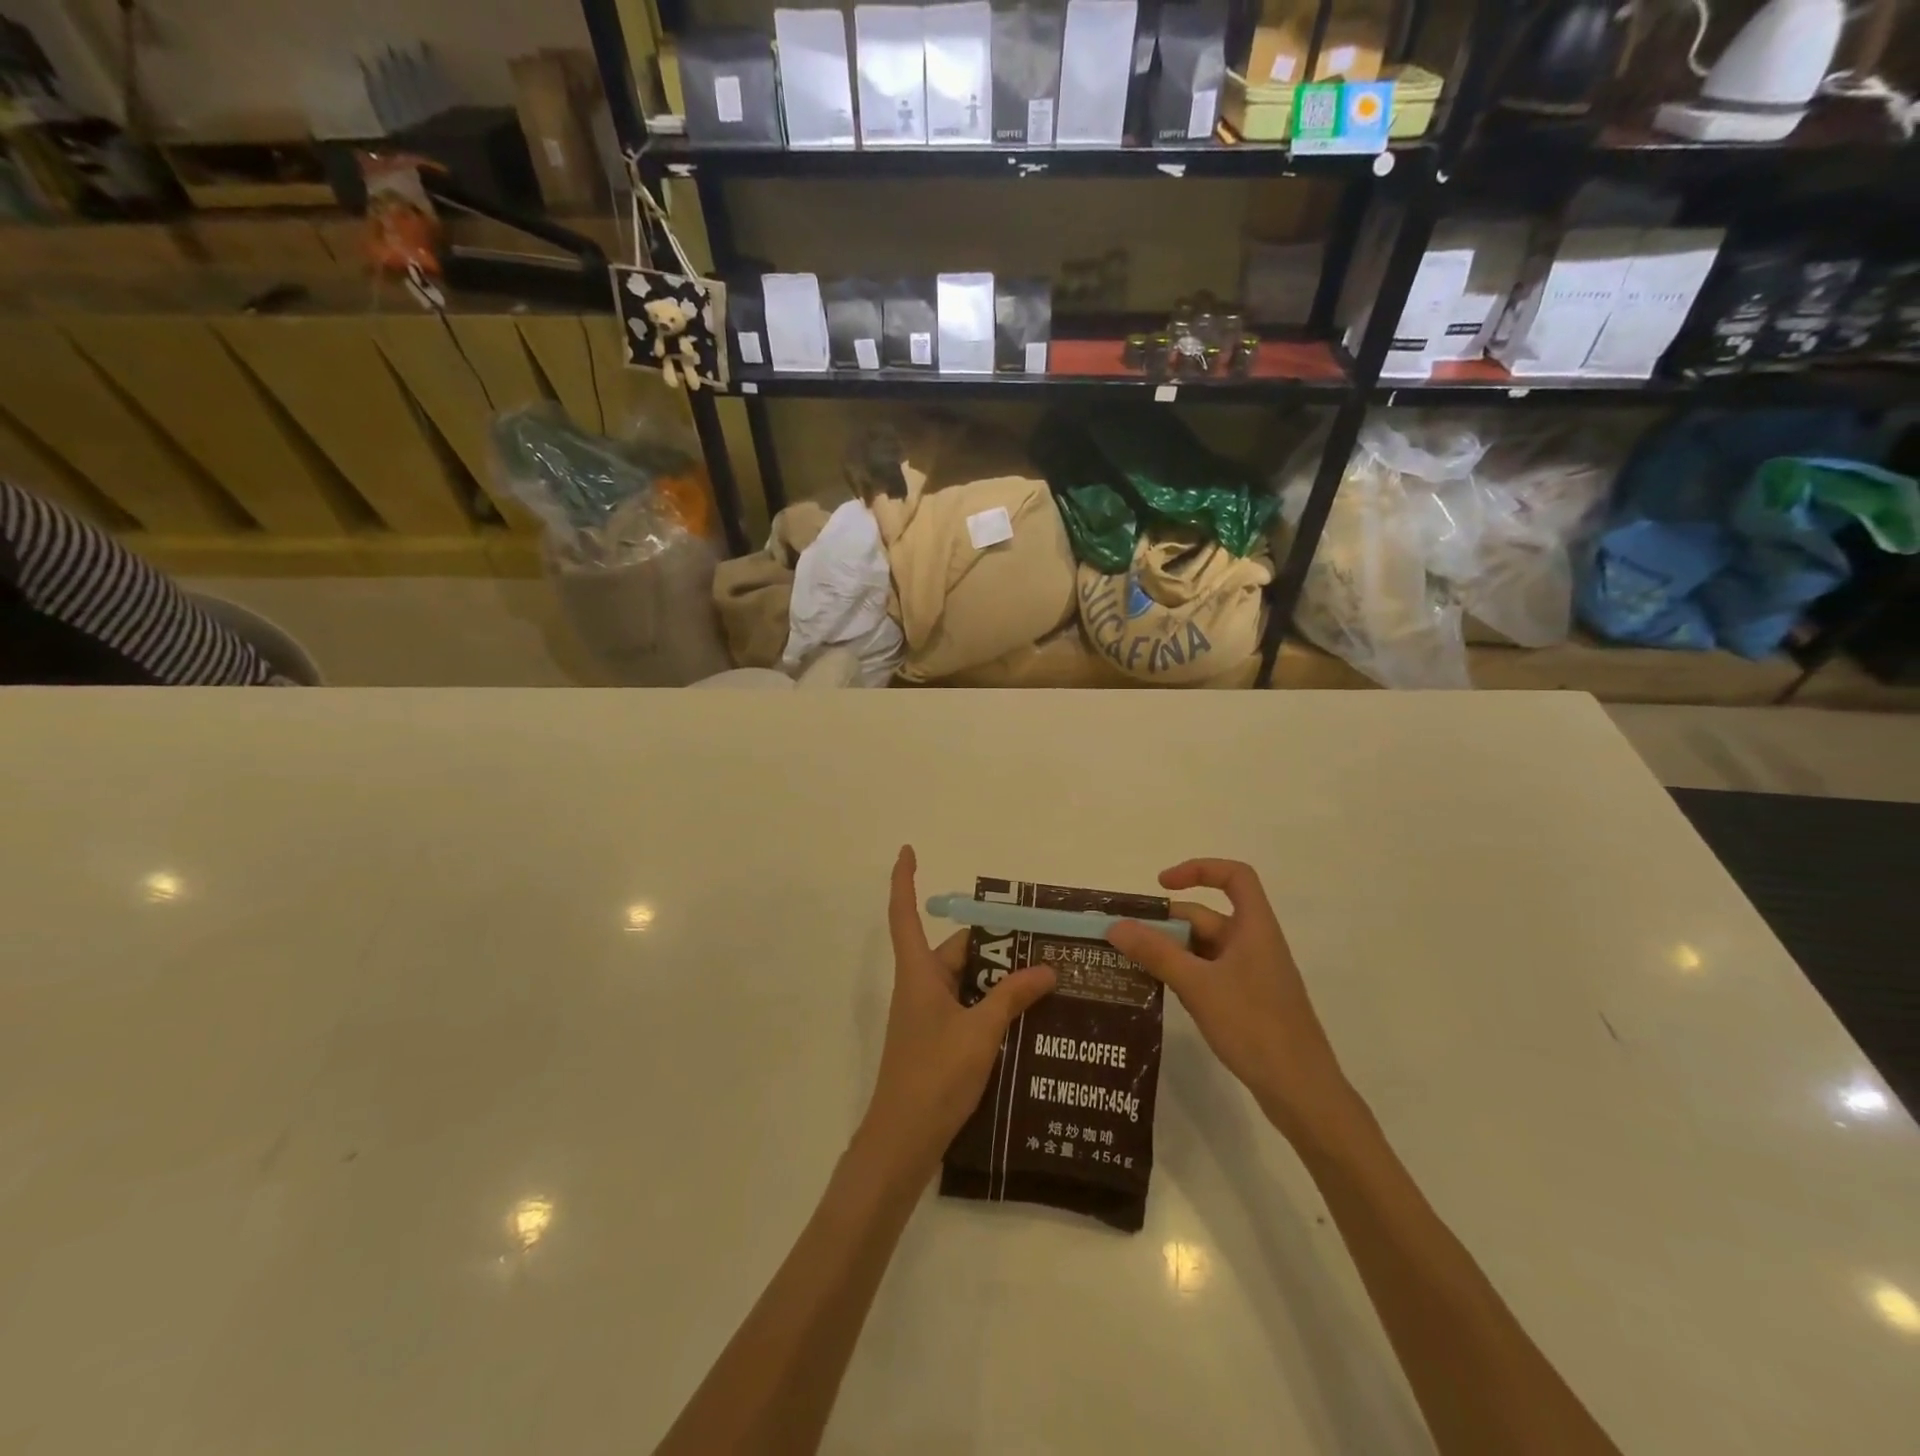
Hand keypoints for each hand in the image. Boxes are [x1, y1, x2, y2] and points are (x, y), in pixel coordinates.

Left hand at [854, 847, 1056, 1182]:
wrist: (903, 1141)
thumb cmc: (934, 1075)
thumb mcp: (980, 1031)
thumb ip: (1013, 997)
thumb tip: (1047, 968)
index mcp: (918, 973)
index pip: (904, 914)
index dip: (903, 880)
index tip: (908, 850)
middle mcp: (920, 987)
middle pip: (957, 951)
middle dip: (995, 946)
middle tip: (1043, 944)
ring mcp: (928, 1016)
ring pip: (967, 982)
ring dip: (1000, 980)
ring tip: (1047, 980)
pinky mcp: (937, 1041)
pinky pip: (968, 1008)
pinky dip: (994, 1007)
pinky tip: (1029, 1019)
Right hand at [1107, 859, 1349, 1135]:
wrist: (1302, 1092)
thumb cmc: (1255, 1026)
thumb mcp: (1198, 985)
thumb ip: (1156, 953)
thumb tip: (1115, 926)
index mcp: (1254, 928)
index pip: (1234, 876)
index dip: (1199, 870)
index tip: (1162, 885)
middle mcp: (1255, 944)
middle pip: (1207, 916)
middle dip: (1167, 924)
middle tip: (1125, 938)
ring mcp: (1252, 975)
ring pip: (1204, 949)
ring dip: (1171, 951)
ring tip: (1132, 964)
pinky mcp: (1248, 1002)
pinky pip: (1209, 974)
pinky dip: (1184, 975)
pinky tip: (1160, 991)